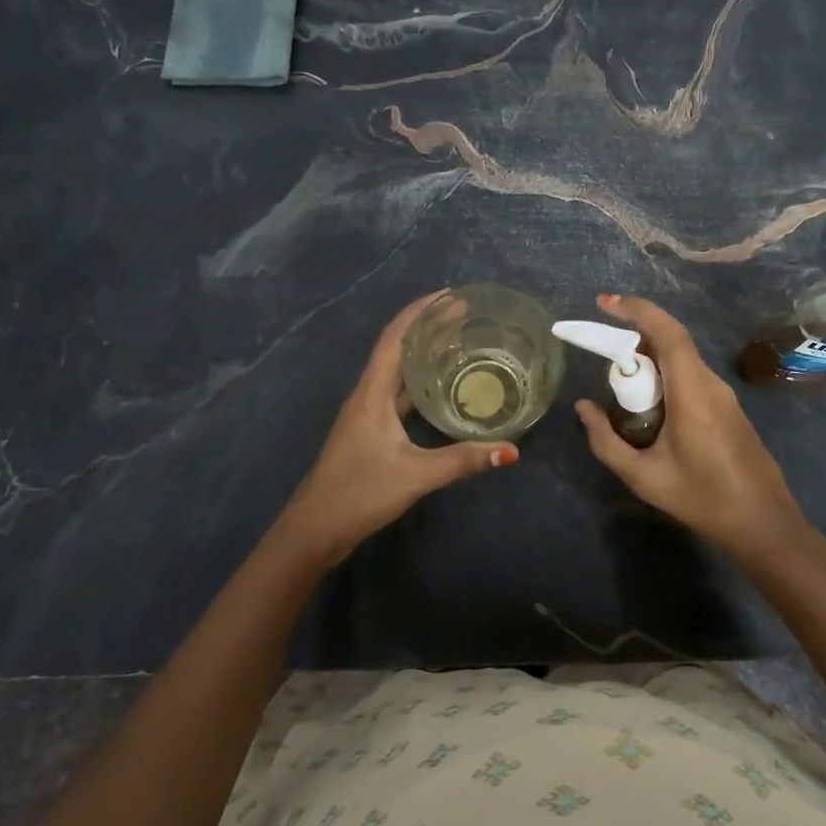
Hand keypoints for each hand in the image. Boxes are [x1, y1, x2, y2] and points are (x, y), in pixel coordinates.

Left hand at [280, 292, 516, 566]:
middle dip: (427, 327)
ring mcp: (366, 414)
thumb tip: (511, 450)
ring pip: (397, 372)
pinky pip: (398, 394)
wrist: (314, 529)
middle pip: (397, 349)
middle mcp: (367, 395)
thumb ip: (462, 460)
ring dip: (423, 354)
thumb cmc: (359, 493)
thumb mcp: (416, 475)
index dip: (420, 311)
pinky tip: (441, 389)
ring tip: (458, 342)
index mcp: (372, 393)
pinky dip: (419, 383)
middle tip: (464, 316)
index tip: (450, 295)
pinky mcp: (370, 432)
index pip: (395, 338)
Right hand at [575, 294, 818, 565]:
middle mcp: (711, 384)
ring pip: (682, 358)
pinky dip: (665, 374)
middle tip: (603, 351)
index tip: (606, 303)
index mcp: (692, 394)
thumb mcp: (644, 477)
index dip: (638, 310)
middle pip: (672, 341)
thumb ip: (607, 441)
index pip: (667, 333)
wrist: (764, 524)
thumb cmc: (703, 500)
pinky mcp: (728, 407)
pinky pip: (691, 375)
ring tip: (621, 382)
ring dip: (650, 358)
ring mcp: (724, 395)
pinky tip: (649, 404)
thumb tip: (583, 408)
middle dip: (635, 336)